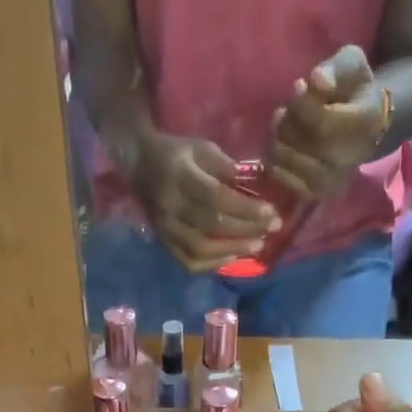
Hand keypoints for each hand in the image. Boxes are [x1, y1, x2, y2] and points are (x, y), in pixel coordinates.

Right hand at [131, 131, 280, 271]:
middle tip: (273, 229)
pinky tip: (232, 258)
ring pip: (201, 248)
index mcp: (179, 176)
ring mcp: (165, 229)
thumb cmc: (177, 154)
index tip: (271, 211)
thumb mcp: (201, 147)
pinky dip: (213, 263)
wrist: (139, 166)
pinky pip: (189, 262)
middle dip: (246, 230)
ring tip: (257, 246)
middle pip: (212, 226)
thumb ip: (224, 167)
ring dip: (233, 250)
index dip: (245, 208)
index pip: (216, 198)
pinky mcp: (164, 243)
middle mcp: (170, 207)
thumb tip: (252, 186)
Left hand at [268, 45, 388, 202]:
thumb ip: (336, 68)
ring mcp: (333, 182)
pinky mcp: (317, 195)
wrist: (365, 129)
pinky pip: (286, 181)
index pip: (323, 122)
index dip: (302, 104)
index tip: (297, 86)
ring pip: (292, 163)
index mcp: (365, 124)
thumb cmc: (355, 91)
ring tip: (281, 125)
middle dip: (288, 123)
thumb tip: (316, 80)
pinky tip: (280, 146)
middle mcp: (351, 160)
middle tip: (285, 110)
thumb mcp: (351, 65)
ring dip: (278, 141)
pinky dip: (276, 162)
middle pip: (304, 144)